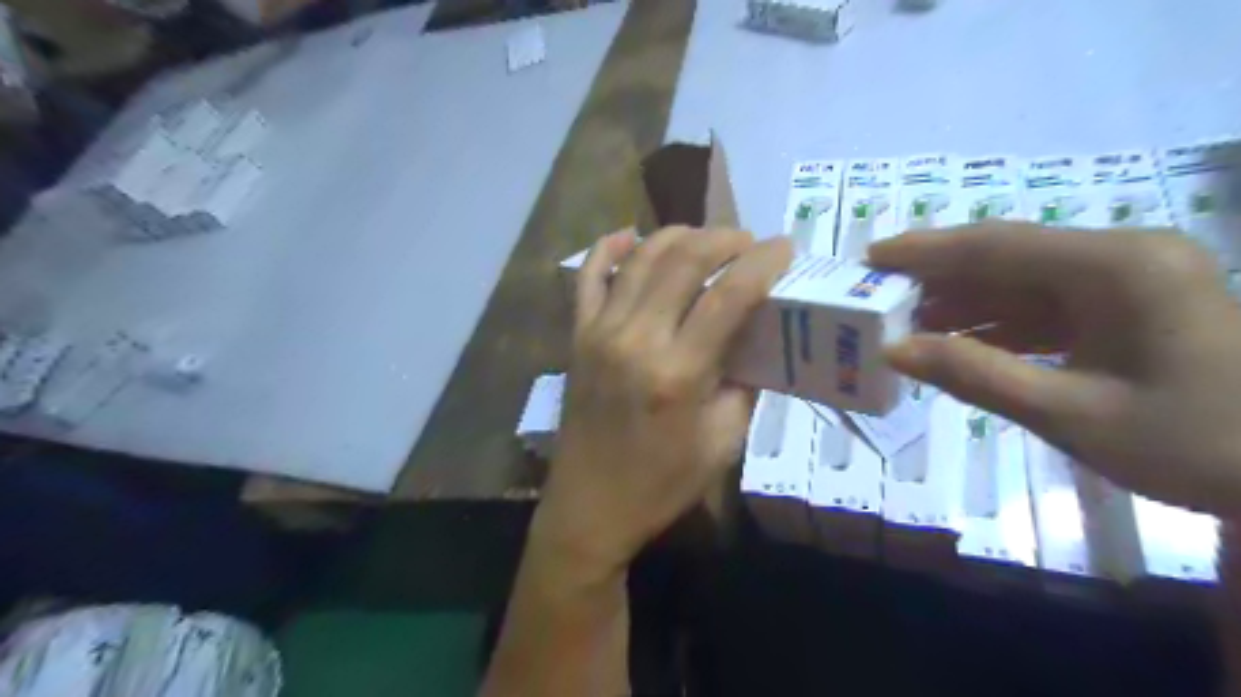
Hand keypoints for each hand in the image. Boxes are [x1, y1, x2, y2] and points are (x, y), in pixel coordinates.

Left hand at [536, 227, 787, 573]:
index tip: (784, 247)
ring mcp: (599, 331)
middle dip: (723, 239)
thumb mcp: (722, 444)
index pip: (728, 295)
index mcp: (678, 372)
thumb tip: (754, 339)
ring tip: (706, 238)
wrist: (589, 506)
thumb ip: (744, 385)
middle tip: (747, 243)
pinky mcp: (577, 335)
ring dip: (678, 236)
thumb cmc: (661, 484)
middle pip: (683, 260)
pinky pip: (587, 276)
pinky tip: (630, 235)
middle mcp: (635, 338)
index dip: (762, 262)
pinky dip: (608, 247)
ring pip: (640, 258)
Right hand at [871, 221, 1240, 514]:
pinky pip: (1044, 307)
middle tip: (878, 296)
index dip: (925, 251)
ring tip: (904, 324)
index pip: (996, 245)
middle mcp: (1120, 258)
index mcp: (1115, 267)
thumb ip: (975, 375)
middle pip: (1006, 258)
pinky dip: (997, 325)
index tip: (870, 258)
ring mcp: (1127, 282)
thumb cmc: (1196, 445)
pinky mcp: (1127, 309)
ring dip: (962, 304)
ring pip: (1021, 283)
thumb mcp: (1070, 414)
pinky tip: (956, 342)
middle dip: (937, 278)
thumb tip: (894, 350)